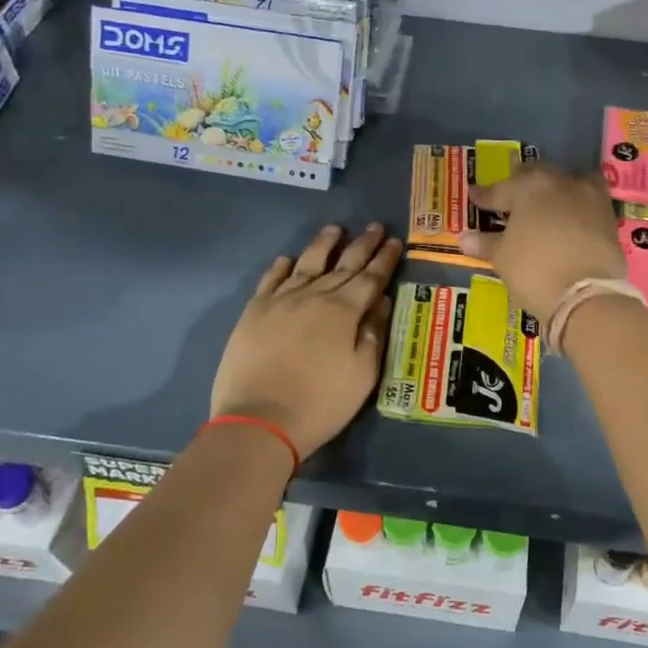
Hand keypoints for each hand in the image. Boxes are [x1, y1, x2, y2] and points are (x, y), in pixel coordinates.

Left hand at [210, 223, 402, 456]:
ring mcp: (280, 301)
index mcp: (343, 311)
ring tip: (334, 229)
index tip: (394, 241)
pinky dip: (281, 267)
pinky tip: (287, 259)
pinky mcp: (253, 313)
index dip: (384, 259)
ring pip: (306, 263)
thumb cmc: (320, 403)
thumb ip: (373, 334)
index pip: (370, 278)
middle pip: (342, 264)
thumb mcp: (362, 375)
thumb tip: (381, 301)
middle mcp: (313, 296)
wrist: (259, 421)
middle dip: (361, 245)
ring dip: (323, 245)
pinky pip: (270, 280)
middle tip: (374, 226)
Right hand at [459, 167, 627, 323]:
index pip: (501, 190)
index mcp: (530, 187)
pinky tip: (568, 219)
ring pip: (568, 183)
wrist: (588, 295)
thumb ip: (485, 243)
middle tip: (510, 195)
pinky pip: (587, 202)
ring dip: (555, 189)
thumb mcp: (503, 257)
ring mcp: (590, 198)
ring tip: (545, 202)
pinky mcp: (609, 217)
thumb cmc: (534, 270)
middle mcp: (562, 183)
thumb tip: (464, 237)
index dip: (485, 195)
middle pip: (537, 176)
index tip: (474, 196)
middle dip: (521, 184)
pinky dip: (575, 207)